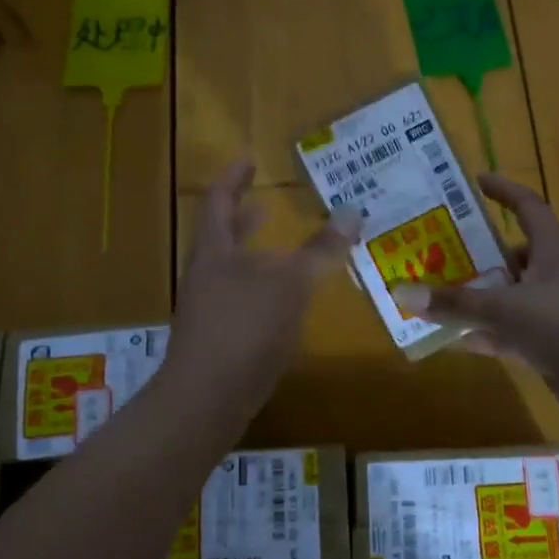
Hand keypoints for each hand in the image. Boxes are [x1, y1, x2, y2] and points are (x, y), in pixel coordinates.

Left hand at [161, 160, 359, 424]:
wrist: (207, 399)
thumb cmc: (245, 328)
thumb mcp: (290, 284)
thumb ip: (320, 250)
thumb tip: (352, 211)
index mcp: (215, 251)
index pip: (218, 200)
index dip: (233, 177)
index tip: (249, 159)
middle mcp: (206, 274)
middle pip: (221, 235)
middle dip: (243, 216)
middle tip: (264, 201)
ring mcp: (209, 308)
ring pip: (233, 269)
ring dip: (256, 253)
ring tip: (281, 247)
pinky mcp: (219, 339)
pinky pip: (242, 300)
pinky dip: (263, 288)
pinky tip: (285, 301)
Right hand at [391, 174, 558, 436]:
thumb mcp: (509, 309)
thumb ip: (457, 303)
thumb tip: (402, 293)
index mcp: (552, 248)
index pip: (526, 206)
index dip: (501, 191)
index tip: (471, 182)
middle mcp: (551, 274)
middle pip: (505, 255)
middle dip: (469, 253)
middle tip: (426, 249)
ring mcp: (549, 312)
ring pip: (502, 297)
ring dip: (470, 298)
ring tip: (426, 292)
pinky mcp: (547, 345)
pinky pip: (505, 333)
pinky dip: (480, 335)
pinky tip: (446, 339)